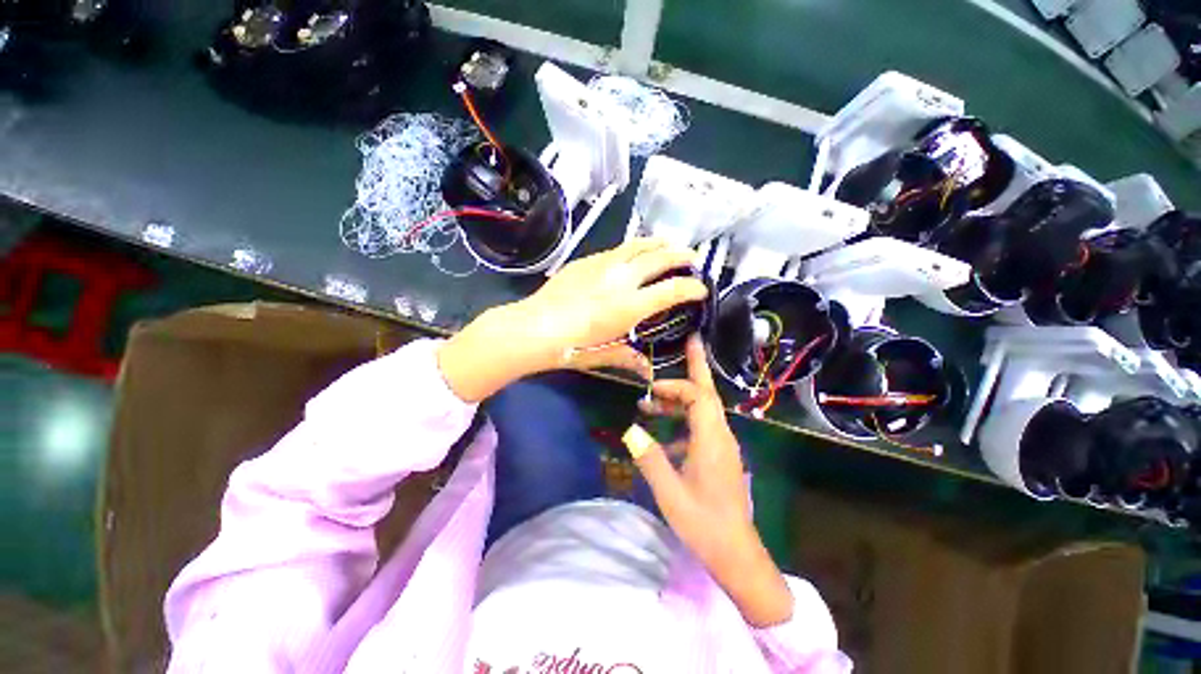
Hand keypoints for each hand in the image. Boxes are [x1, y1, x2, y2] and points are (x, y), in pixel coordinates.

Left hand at [438, 239, 707, 401]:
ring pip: (638, 244)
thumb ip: (629, 359)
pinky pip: (617, 249)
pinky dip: (633, 249)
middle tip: (692, 257)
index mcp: (630, 306)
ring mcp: (603, 265)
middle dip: (682, 255)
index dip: (692, 288)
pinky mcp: (587, 260)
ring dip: (659, 243)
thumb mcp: (604, 355)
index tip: (701, 289)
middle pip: (660, 258)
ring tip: (669, 244)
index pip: (672, 290)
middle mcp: (622, 279)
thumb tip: (648, 370)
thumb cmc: (571, 347)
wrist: (534, 327)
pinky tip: (633, 254)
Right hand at [631, 335, 794, 627]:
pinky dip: (684, 420)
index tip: (651, 390)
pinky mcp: (720, 455)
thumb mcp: (669, 492)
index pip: (698, 397)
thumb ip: (649, 458)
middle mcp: (721, 436)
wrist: (735, 552)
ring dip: (682, 398)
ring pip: (705, 409)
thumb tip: (630, 430)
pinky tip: (664, 437)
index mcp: (711, 440)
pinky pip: (702, 426)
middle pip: (709, 393)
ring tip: (653, 401)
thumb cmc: (703, 523)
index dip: (676, 387)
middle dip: (698, 366)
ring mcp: (723, 445)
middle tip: (691, 341)